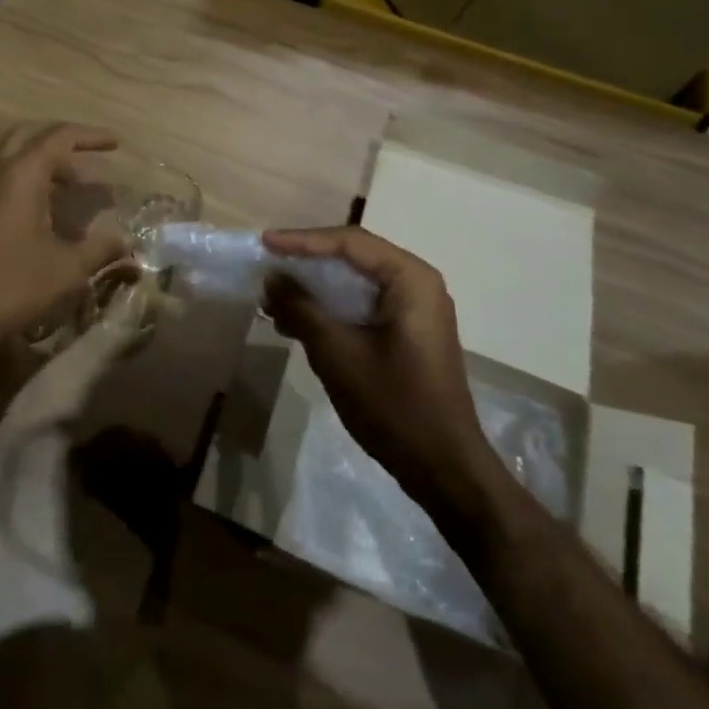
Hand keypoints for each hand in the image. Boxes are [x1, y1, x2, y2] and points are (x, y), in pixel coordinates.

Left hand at [0, 123, 131, 343]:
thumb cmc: (12, 285)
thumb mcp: (67, 268)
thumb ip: (101, 249)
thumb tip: (128, 241)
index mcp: (21, 176)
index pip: (59, 137)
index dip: (91, 137)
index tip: (117, 144)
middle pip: (30, 137)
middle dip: (63, 141)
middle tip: (90, 156)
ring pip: (15, 161)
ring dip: (47, 166)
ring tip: (78, 187)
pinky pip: (5, 184)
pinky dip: (32, 185)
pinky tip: (51, 215)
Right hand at [263, 227, 498, 523]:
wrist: (444, 468)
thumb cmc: (394, 405)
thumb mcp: (338, 354)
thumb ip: (302, 309)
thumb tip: (272, 278)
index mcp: (410, 279)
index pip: (350, 242)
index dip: (302, 240)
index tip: (264, 243)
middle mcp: (417, 283)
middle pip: (353, 256)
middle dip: (307, 262)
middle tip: (267, 263)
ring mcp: (415, 308)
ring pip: (355, 282)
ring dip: (315, 288)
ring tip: (273, 296)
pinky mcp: (408, 331)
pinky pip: (363, 304)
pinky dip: (330, 308)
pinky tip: (297, 321)